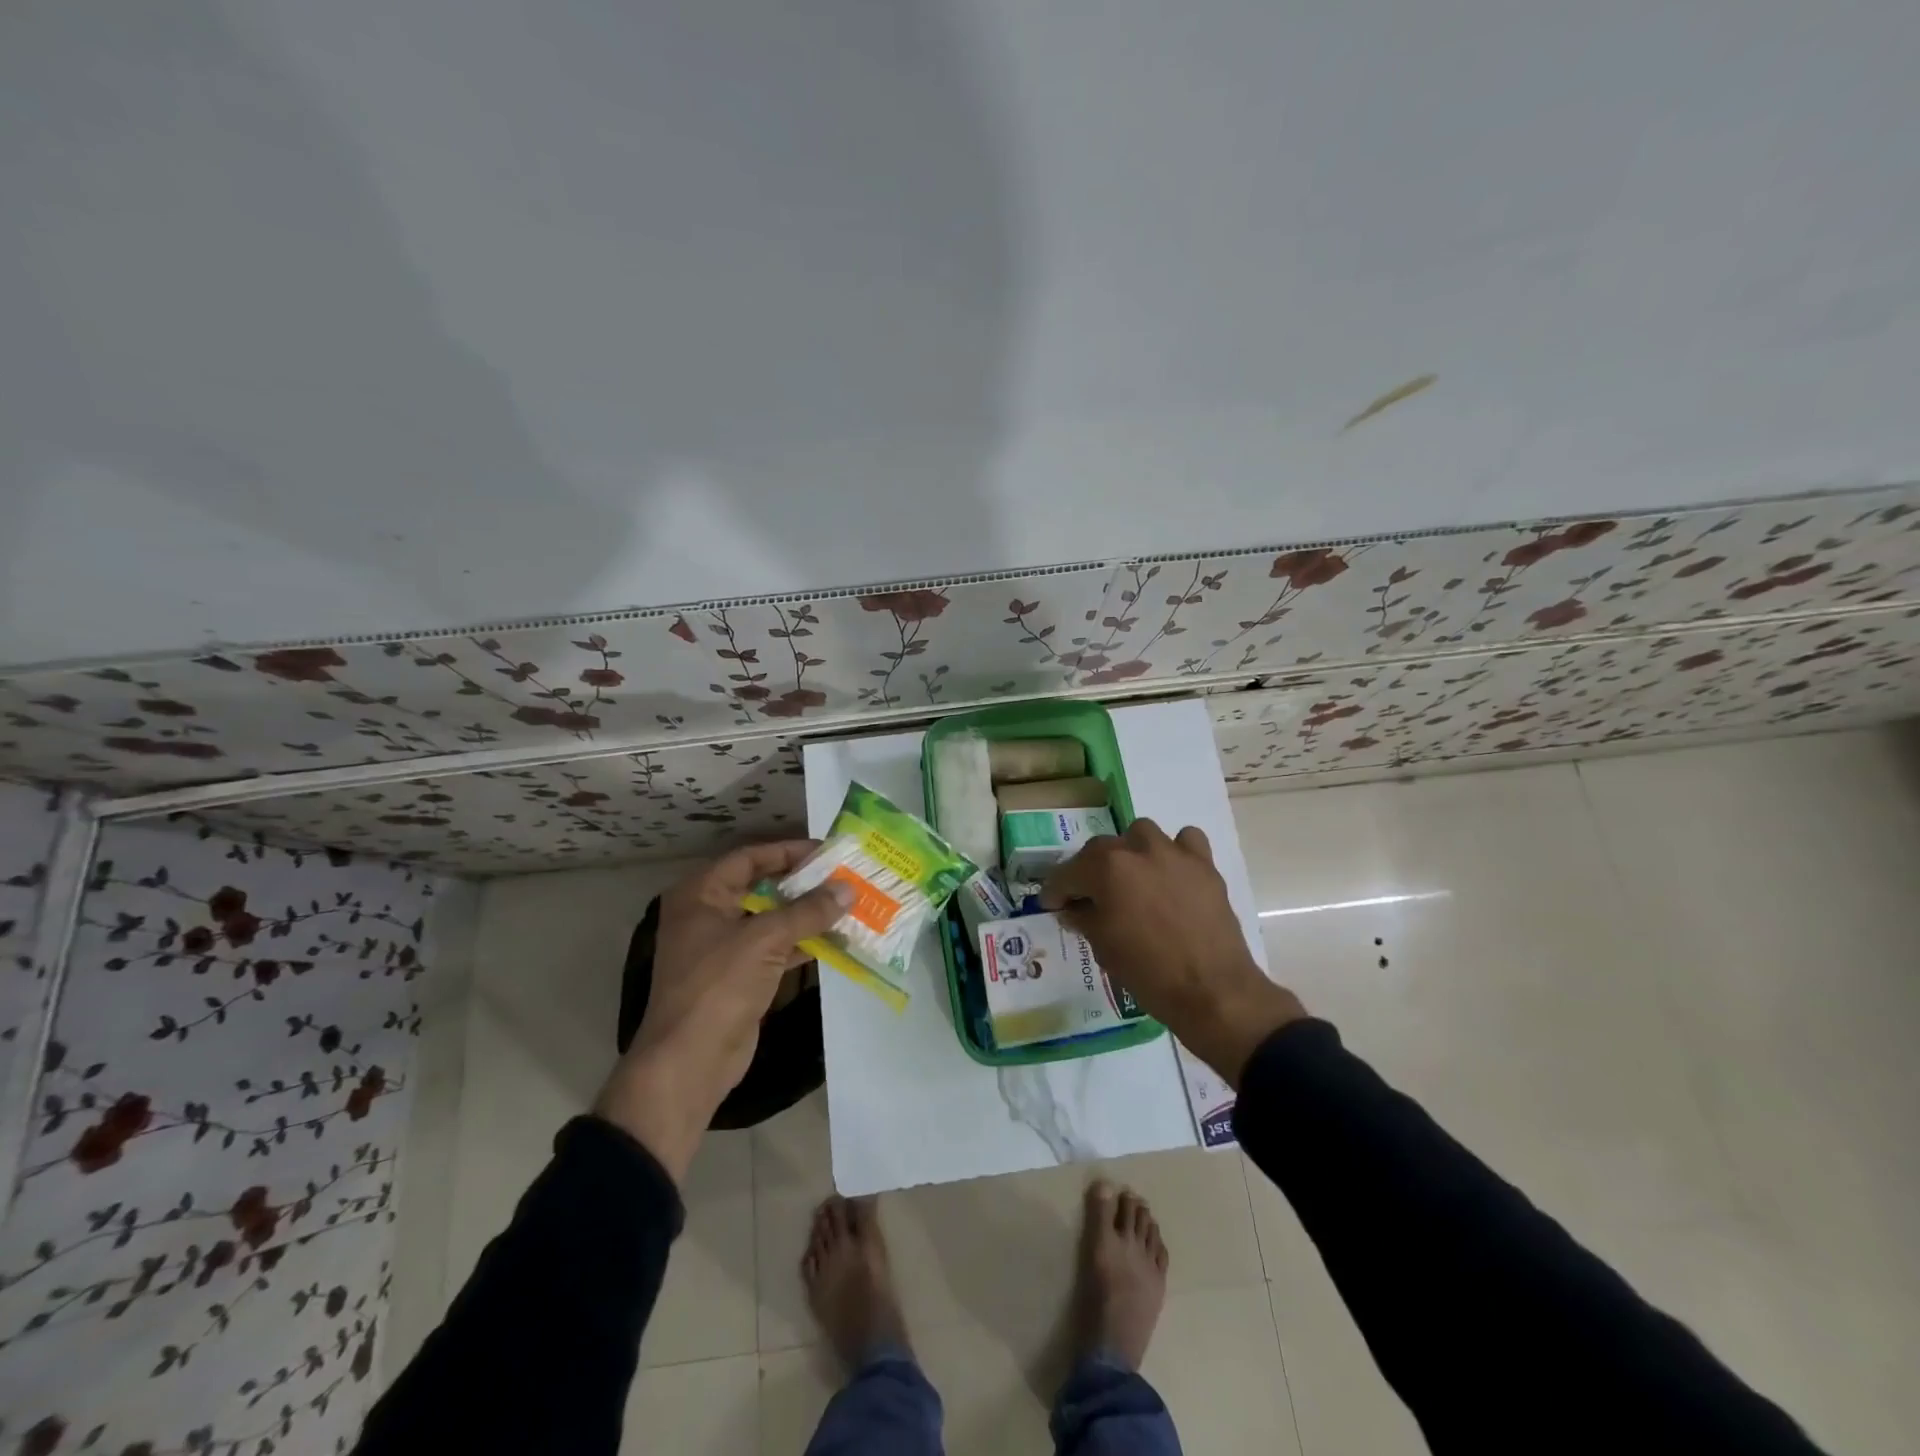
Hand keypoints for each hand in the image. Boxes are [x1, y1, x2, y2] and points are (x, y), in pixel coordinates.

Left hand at [594, 842, 849, 1182]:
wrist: (690, 1062)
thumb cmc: (719, 985)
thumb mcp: (765, 939)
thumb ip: (808, 911)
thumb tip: (848, 889)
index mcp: (701, 894)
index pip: (749, 858)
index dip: (788, 851)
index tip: (827, 851)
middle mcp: (708, 914)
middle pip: (762, 887)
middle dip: (802, 883)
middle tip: (843, 876)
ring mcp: (722, 948)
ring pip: (771, 919)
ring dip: (806, 914)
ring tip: (846, 904)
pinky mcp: (738, 976)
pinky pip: (774, 948)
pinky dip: (801, 943)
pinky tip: (835, 939)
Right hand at [1041, 819, 1305, 1085]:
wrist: (1213, 992)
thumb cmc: (1148, 973)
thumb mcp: (1103, 947)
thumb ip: (1083, 918)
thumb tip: (1072, 909)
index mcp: (1106, 869)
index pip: (1067, 873)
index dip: (1055, 891)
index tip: (1052, 905)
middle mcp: (1137, 850)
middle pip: (1101, 849)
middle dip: (1089, 871)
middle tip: (1089, 898)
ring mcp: (1174, 854)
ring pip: (1141, 834)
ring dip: (1130, 852)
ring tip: (1132, 879)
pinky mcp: (1204, 865)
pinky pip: (1185, 841)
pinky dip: (1175, 851)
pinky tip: (1171, 872)